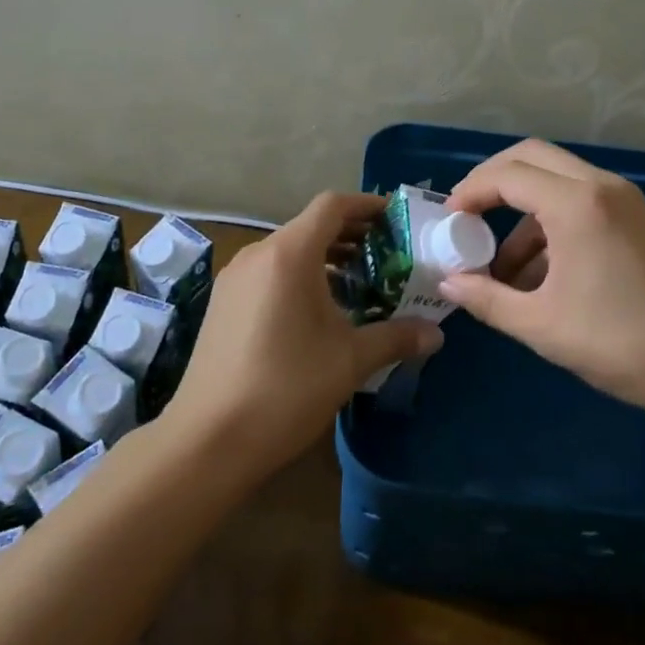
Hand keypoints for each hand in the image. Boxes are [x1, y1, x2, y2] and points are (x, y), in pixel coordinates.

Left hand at [161, 192, 440, 481]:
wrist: (208, 439)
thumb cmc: (287, 387)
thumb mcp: (350, 360)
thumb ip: (396, 337)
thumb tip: (436, 334)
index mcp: (289, 254)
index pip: (332, 206)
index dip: (367, 206)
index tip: (396, 219)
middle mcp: (258, 254)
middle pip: (310, 225)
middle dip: (351, 234)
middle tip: (388, 253)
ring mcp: (235, 278)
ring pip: (288, 249)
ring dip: (325, 256)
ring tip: (359, 280)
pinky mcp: (223, 303)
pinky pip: (269, 272)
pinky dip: (299, 275)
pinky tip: (318, 310)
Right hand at [439, 140, 644, 428]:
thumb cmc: (624, 343)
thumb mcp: (543, 326)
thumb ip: (487, 299)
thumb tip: (448, 282)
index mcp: (577, 204)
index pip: (507, 175)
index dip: (469, 192)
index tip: (447, 223)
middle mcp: (601, 187)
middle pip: (532, 157)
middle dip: (492, 182)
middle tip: (466, 218)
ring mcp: (625, 201)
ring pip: (557, 181)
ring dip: (522, 211)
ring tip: (500, 269)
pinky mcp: (639, 221)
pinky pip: (581, 203)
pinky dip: (551, 224)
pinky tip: (540, 277)